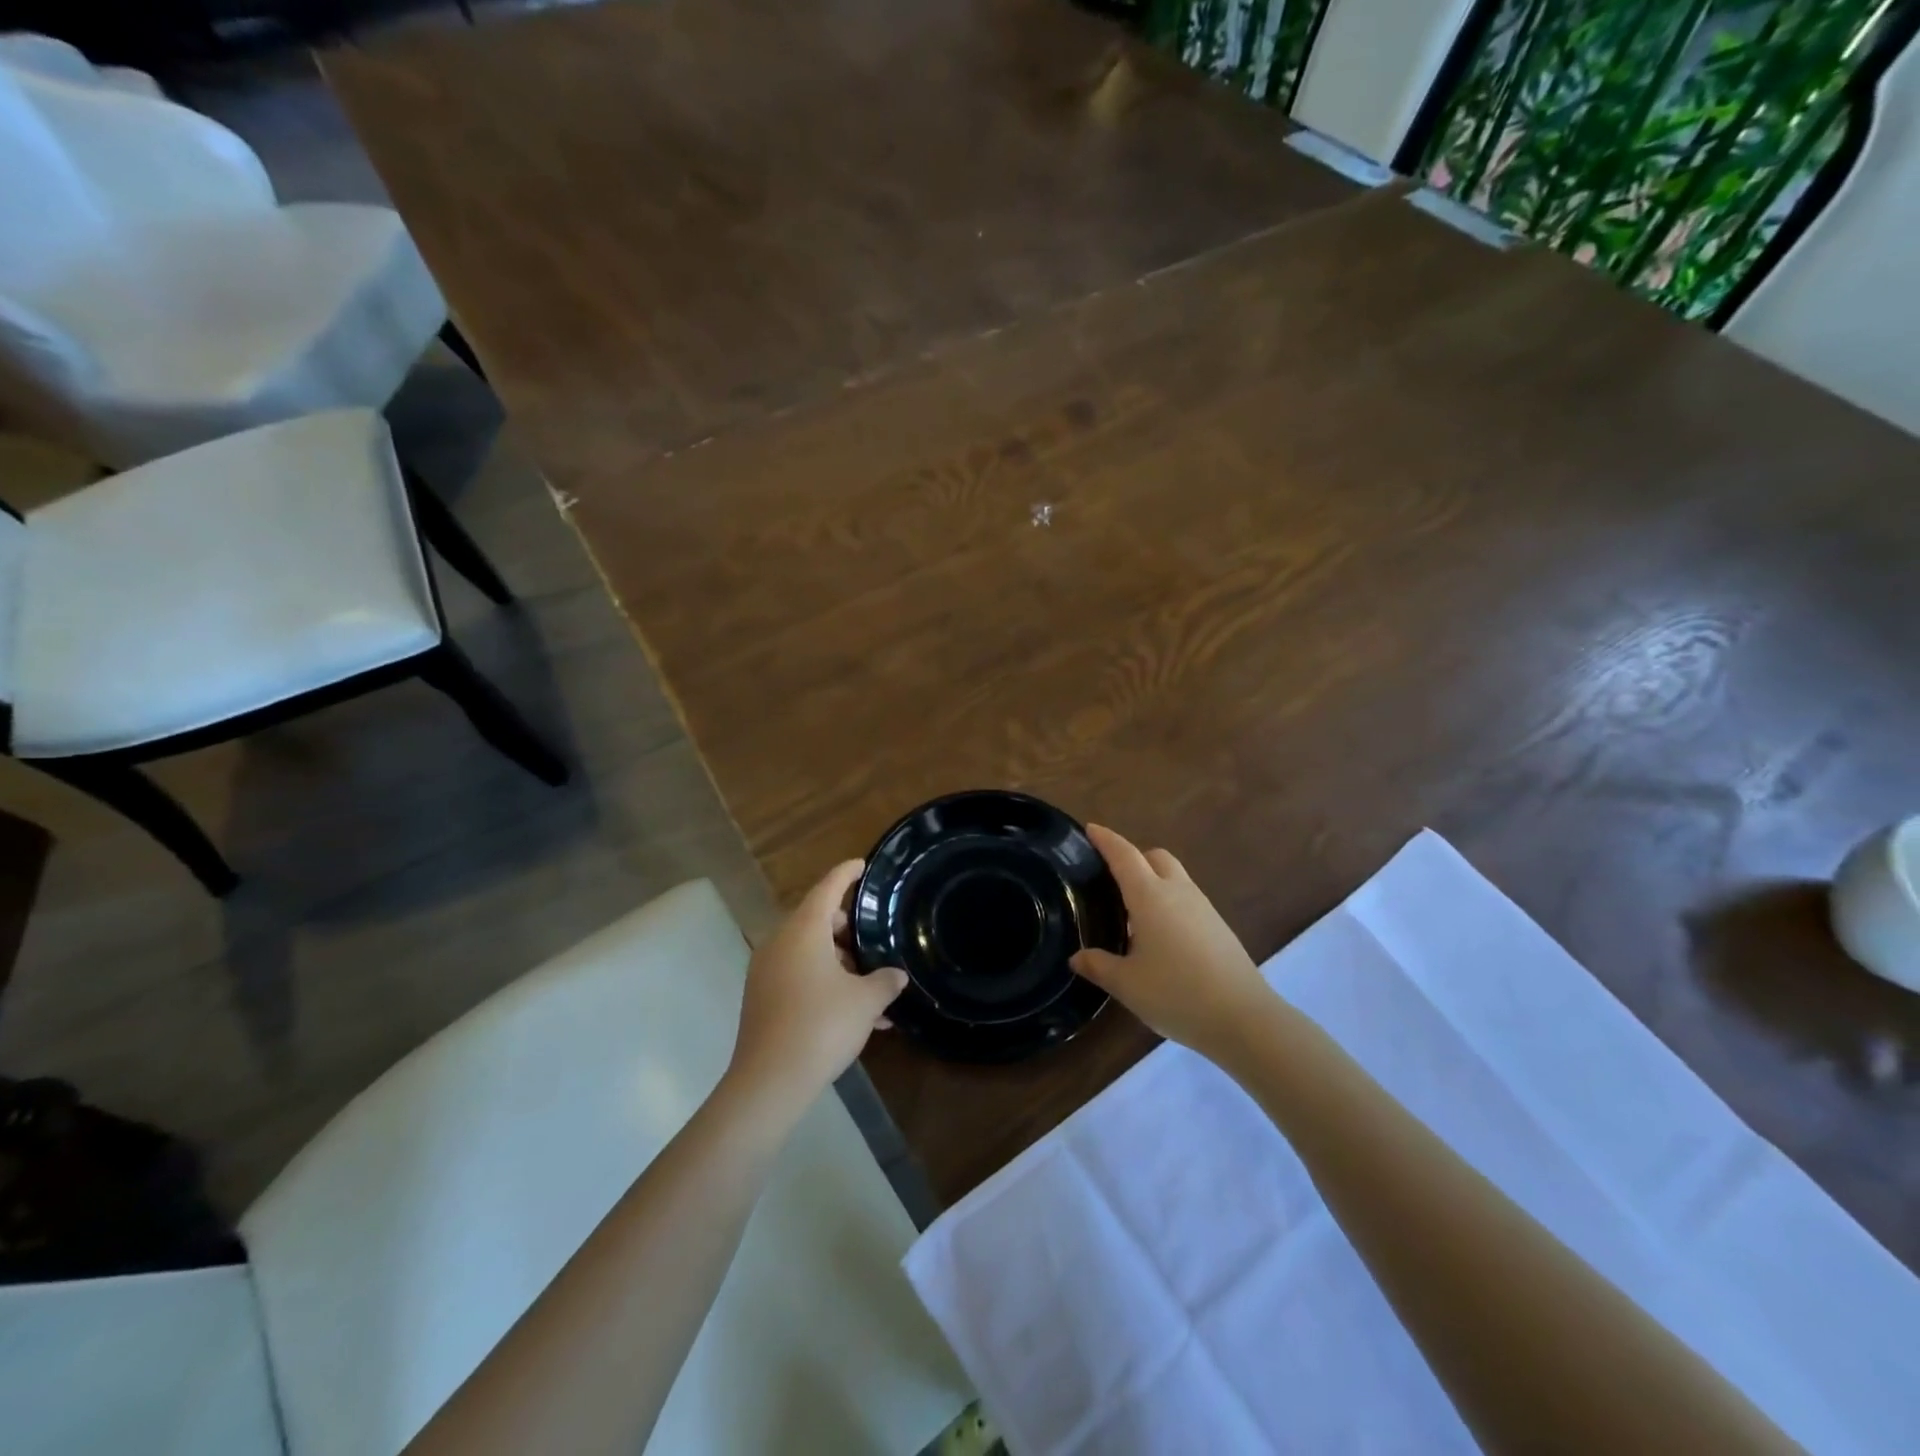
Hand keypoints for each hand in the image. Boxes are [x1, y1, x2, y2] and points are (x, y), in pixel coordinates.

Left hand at [727, 861, 908, 1108]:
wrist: (769, 1082)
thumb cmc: (821, 1026)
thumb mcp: (865, 1002)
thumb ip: (885, 982)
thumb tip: (896, 975)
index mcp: (803, 931)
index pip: (827, 889)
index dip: (846, 875)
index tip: (861, 865)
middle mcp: (779, 944)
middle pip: (816, 921)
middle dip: (846, 928)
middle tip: (874, 938)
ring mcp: (766, 972)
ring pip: (808, 953)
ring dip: (839, 963)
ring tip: (872, 990)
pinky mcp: (762, 999)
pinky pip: (798, 977)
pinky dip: (824, 984)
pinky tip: (854, 1015)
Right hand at [1071, 824, 1272, 1057]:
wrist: (1243, 1018)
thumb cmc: (1176, 994)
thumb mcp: (1127, 984)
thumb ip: (1098, 966)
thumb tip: (1077, 957)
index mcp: (1150, 896)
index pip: (1124, 855)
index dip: (1106, 840)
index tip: (1091, 829)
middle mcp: (1177, 892)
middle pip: (1154, 857)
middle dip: (1133, 857)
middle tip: (1111, 879)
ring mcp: (1203, 908)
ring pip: (1174, 877)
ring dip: (1153, 881)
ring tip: (1132, 913)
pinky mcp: (1219, 926)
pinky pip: (1187, 900)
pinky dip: (1169, 903)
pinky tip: (1160, 937)